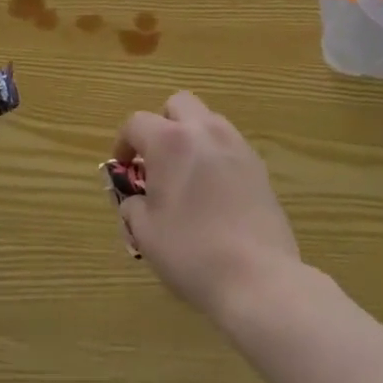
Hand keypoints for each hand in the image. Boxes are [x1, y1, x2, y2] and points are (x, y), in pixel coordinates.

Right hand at [114, 92, 300, 316]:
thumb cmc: (192, 253)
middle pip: (178, 104)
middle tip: (157, 159)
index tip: (123, 166)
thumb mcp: (146, 234)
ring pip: (207, 120)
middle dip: (163, 123)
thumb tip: (136, 200)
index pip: (137, 122)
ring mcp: (236, 145)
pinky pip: (229, 145)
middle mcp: (204, 131)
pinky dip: (216, 156)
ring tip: (187, 175)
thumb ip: (133, 207)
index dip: (124, 141)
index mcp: (170, 141)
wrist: (258, 278)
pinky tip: (214, 192)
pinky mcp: (259, 166)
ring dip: (192, 136)